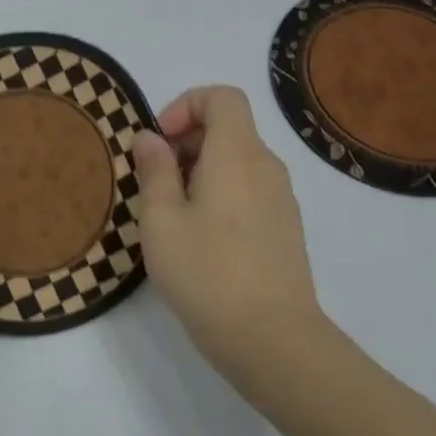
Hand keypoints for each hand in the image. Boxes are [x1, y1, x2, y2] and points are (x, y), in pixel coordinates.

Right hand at [133, 86, 325, 386]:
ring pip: (238, 162)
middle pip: (229, 128)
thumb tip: (150, 138)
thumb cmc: (207, 272)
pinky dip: (222, 194)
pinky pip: (250, 190)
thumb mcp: (161, 220)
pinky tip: (201, 240)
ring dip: (201, 172)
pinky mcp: (286, 229)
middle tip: (155, 183)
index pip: (223, 97)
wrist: (272, 339)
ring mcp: (282, 199)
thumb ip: (154, 170)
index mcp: (237, 154)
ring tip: (173, 216)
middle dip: (187, 142)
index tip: (160, 143)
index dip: (186, 105)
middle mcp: (267, 167)